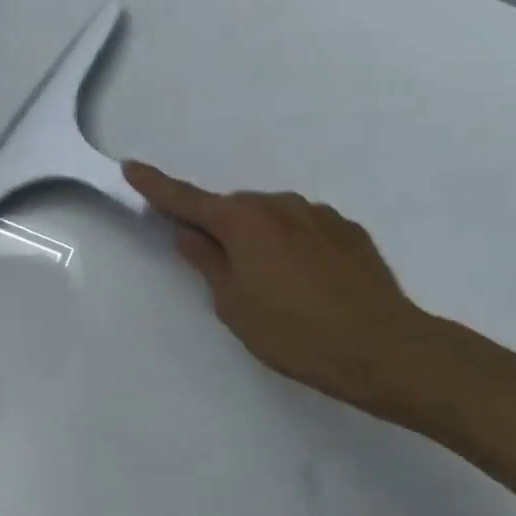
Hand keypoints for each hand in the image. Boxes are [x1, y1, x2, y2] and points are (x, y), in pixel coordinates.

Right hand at [124, 161, 442, 422]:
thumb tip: (189, 234)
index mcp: (243, 222)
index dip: (156, 186)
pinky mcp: (348, 230)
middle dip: (220, 229)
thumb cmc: (295, 333)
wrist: (383, 347)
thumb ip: (208, 263)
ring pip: (272, 218)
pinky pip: (305, 229)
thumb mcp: (235, 306)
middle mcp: (279, 205)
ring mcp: (318, 214)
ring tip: (274, 286)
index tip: (132, 167)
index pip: (187, 200)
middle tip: (222, 271)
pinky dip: (294, 245)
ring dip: (260, 238)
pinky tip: (309, 282)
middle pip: (233, 210)